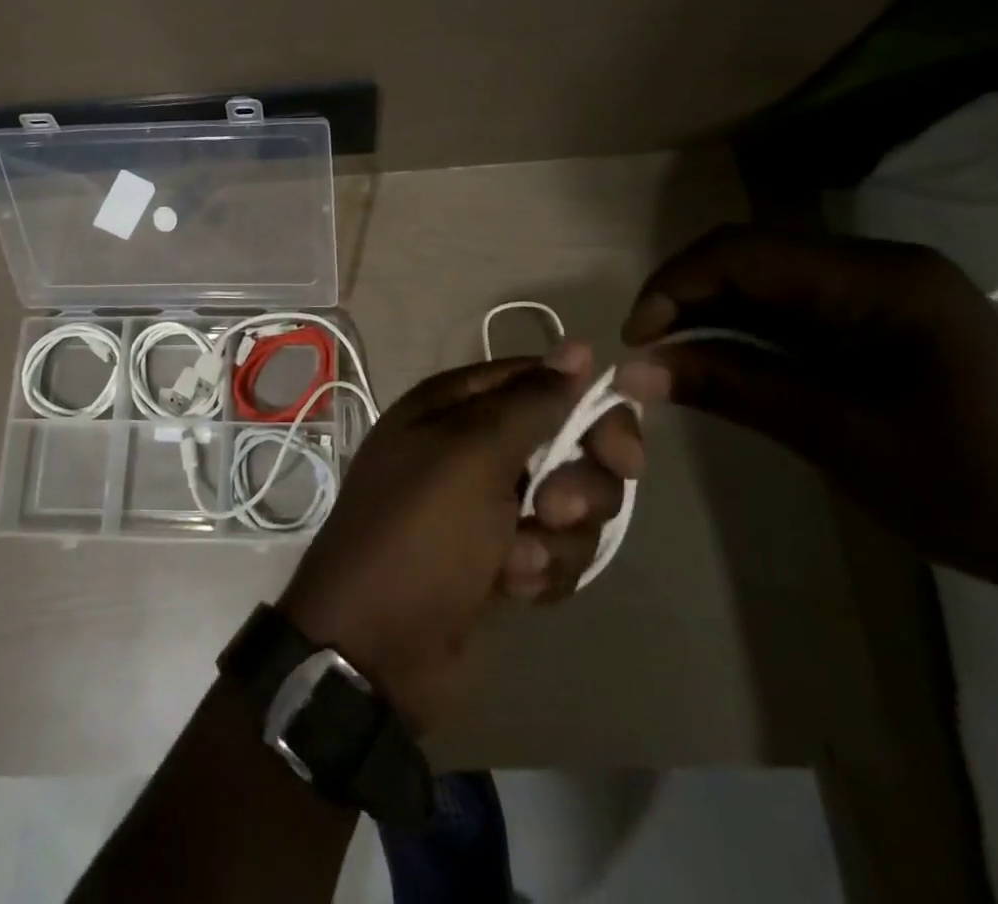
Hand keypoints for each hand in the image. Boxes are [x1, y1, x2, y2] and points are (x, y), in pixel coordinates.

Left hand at [278, 343, 641, 730]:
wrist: (377, 648)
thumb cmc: (420, 533)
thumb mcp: (472, 454)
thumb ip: (531, 402)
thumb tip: (577, 348)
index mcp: (455, 405)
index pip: (540, 380)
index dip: (585, 406)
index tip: (620, 448)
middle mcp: (473, 446)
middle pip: (565, 442)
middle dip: (576, 482)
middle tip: (552, 509)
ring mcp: (488, 504)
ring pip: (568, 502)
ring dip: (556, 537)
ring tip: (516, 560)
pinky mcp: (501, 558)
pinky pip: (554, 550)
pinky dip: (541, 570)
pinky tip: (512, 588)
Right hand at [616, 225, 997, 594]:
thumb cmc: (972, 487)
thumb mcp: (836, 435)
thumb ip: (730, 386)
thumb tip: (632, 371)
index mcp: (880, 277)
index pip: (744, 252)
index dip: (674, 286)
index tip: (635, 341)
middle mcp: (880, 266)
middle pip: (752, 259)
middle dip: (688, 300)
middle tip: (649, 355)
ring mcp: (886, 293)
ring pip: (768, 284)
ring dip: (714, 318)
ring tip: (677, 365)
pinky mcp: (885, 324)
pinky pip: (796, 311)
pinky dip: (749, 335)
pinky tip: (727, 366)